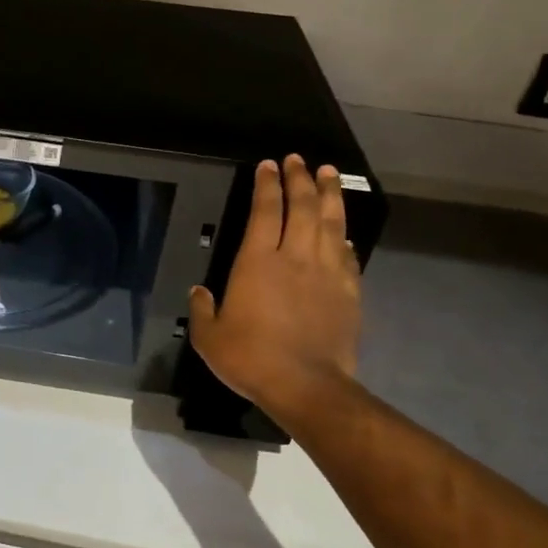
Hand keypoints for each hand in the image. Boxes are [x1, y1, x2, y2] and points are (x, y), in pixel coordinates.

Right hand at [188, 156, 360, 419]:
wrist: (306, 386)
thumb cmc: (250, 358)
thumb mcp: (209, 337)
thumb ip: (202, 309)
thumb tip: (199, 291)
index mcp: (258, 262)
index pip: (265, 211)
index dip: (267, 185)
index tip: (269, 165)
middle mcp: (295, 258)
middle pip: (303, 208)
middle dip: (300, 179)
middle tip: (299, 160)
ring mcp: (327, 274)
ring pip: (331, 224)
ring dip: (330, 196)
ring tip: (329, 174)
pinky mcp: (348, 293)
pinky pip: (349, 257)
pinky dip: (345, 239)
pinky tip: (344, 233)